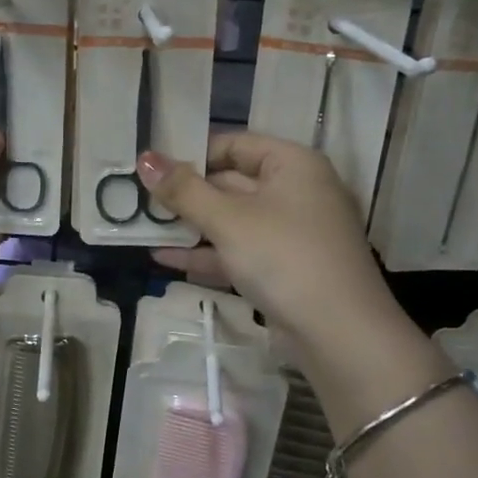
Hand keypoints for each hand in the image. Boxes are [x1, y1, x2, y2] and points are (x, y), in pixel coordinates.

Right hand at [140, 133, 405, 361]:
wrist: (339, 333)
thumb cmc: (283, 257)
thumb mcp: (228, 220)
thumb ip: (183, 190)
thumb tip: (144, 158)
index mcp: (293, 164)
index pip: (235, 144)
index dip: (192, 154)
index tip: (152, 168)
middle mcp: (296, 192)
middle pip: (232, 182)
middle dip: (187, 194)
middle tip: (138, 199)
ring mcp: (292, 233)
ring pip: (233, 221)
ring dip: (191, 226)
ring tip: (143, 228)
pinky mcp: (285, 269)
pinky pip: (240, 251)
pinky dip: (207, 254)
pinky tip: (165, 259)